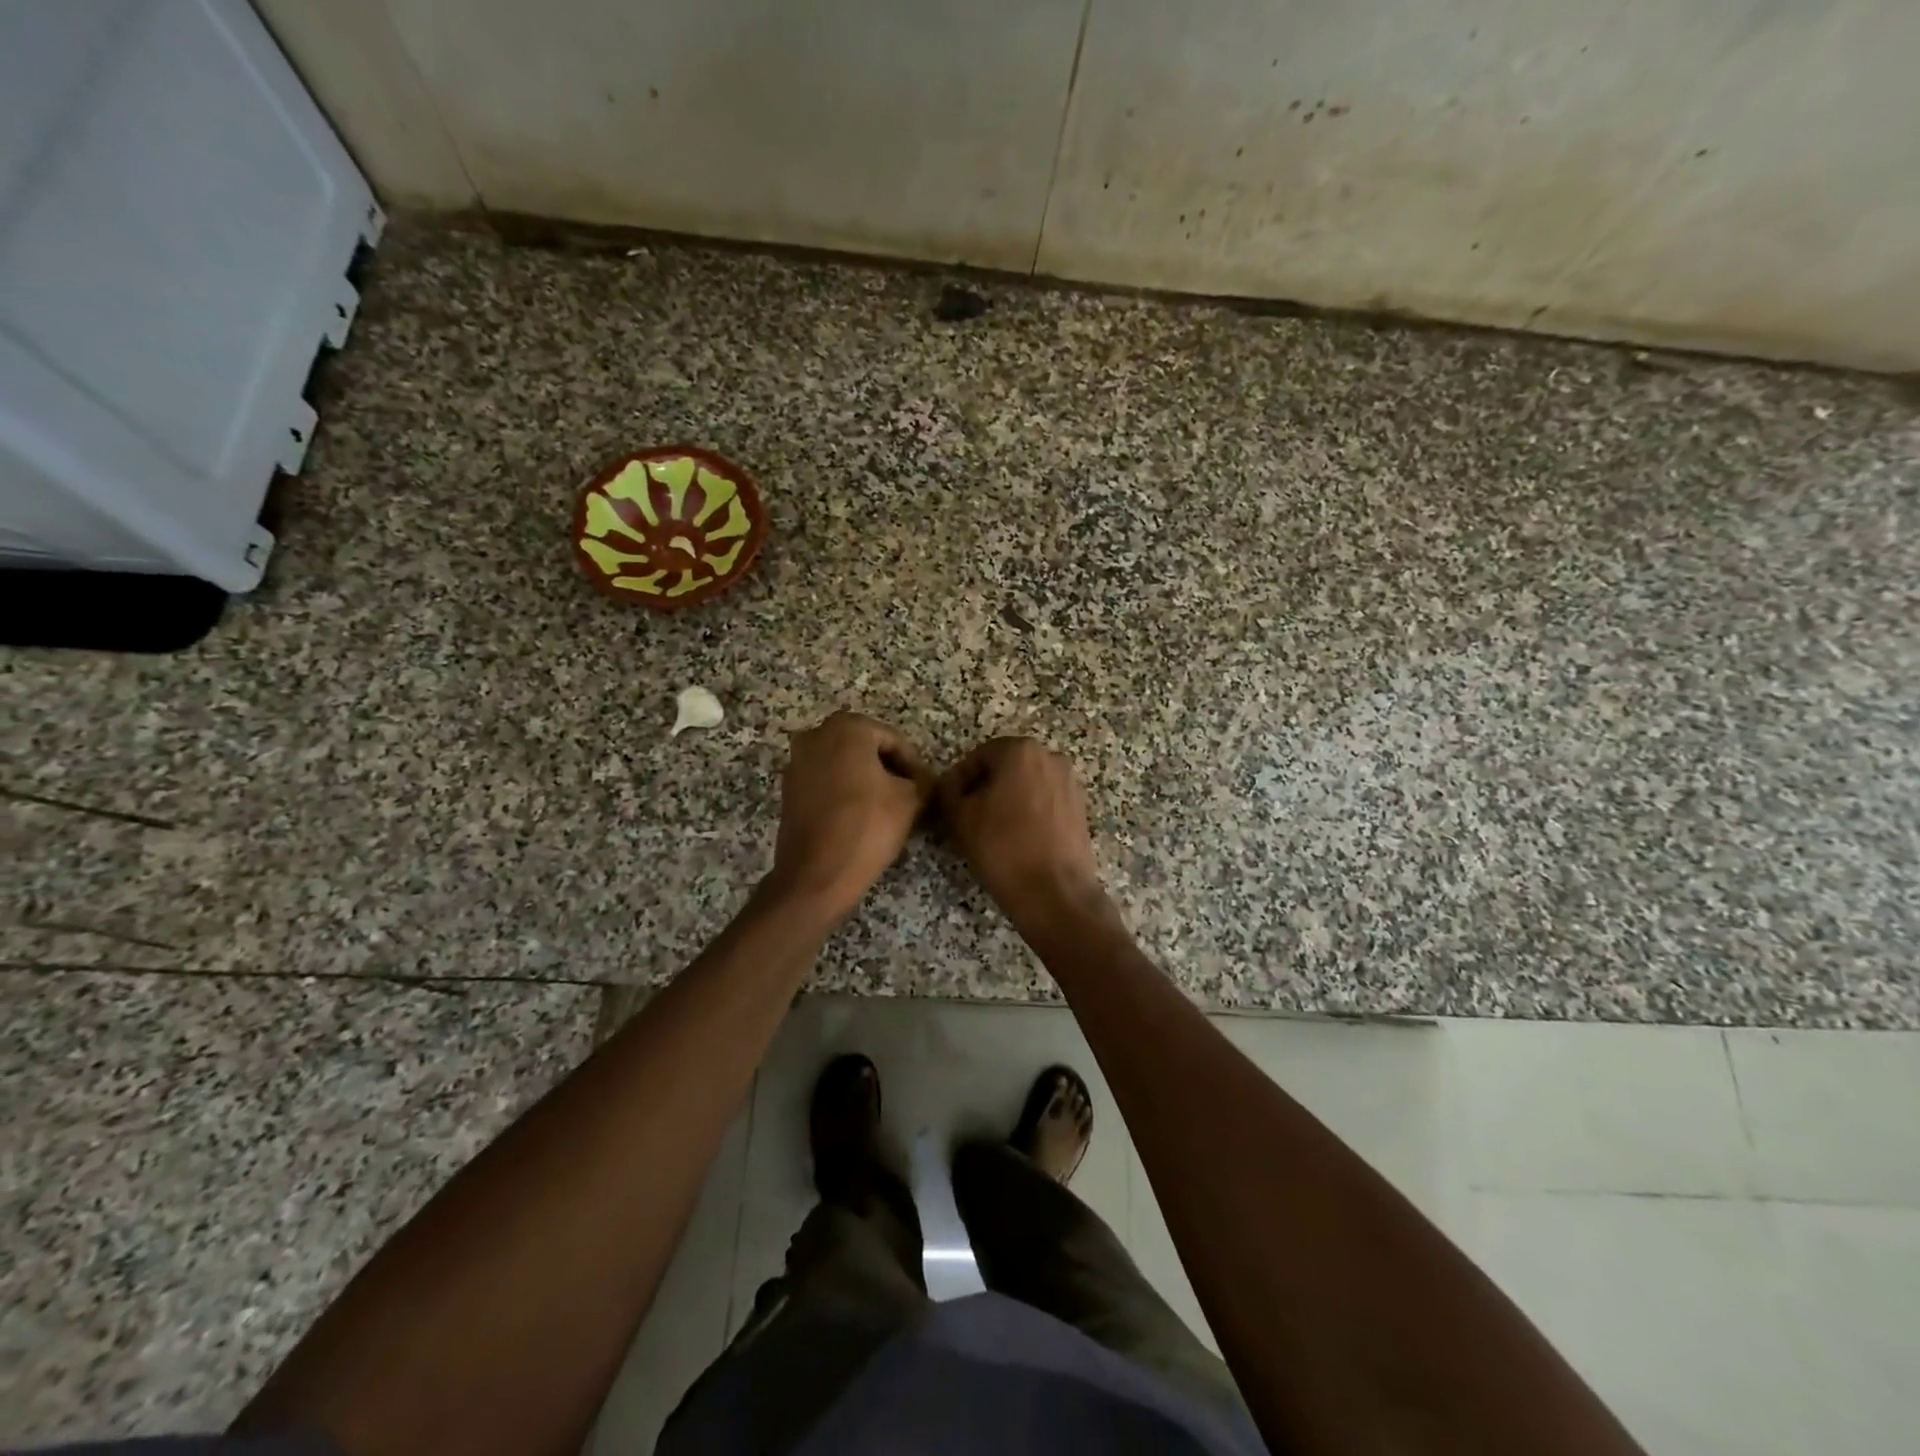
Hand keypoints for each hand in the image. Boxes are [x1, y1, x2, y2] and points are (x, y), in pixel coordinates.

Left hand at [767, 711, 932, 922]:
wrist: (816, 874)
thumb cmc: (867, 827)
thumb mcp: (910, 800)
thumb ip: (921, 781)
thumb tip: (922, 781)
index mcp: (847, 728)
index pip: (893, 741)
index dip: (914, 765)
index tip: (926, 788)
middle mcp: (816, 736)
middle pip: (865, 748)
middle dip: (888, 769)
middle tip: (910, 795)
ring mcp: (797, 762)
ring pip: (844, 764)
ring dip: (866, 780)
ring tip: (887, 807)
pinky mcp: (788, 789)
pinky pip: (826, 781)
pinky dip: (844, 791)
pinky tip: (860, 815)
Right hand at [938, 737, 1107, 933]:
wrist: (1055, 893)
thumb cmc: (1003, 848)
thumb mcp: (960, 817)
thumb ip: (948, 791)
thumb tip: (950, 786)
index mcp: (1021, 750)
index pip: (978, 757)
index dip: (959, 780)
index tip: (949, 805)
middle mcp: (1051, 758)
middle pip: (1005, 768)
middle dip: (984, 789)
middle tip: (966, 818)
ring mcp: (1070, 783)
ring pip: (1026, 786)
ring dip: (1007, 801)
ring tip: (990, 831)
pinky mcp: (1080, 809)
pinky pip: (1045, 803)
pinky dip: (1029, 814)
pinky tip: (1017, 840)